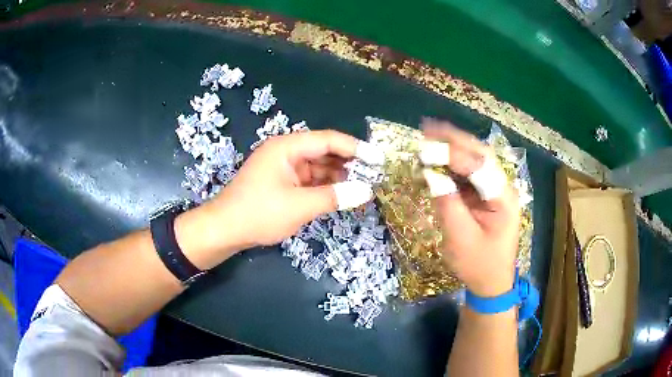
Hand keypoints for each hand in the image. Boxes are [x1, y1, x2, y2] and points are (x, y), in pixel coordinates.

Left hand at [202, 130, 377, 250]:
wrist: (225, 230)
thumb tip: (366, 192)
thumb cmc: (259, 213)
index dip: (356, 148)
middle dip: (349, 164)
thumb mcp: (299, 206)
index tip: (379, 159)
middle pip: (324, 152)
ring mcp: (284, 168)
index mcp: (287, 147)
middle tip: (374, 177)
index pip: (328, 140)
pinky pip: (309, 180)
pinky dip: (325, 188)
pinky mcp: (283, 183)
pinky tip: (342, 196)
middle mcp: (286, 152)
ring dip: (338, 177)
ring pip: (318, 167)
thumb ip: (334, 197)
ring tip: (363, 189)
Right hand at [420, 119, 519, 296]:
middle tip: (428, 128)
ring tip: (429, 139)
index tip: (427, 146)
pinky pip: (469, 175)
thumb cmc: (479, 265)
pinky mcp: (485, 197)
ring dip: (453, 149)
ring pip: (475, 161)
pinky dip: (452, 166)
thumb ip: (448, 205)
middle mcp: (503, 188)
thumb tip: (430, 175)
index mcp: (504, 199)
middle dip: (455, 140)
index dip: (453, 154)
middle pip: (480, 155)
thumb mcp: (461, 239)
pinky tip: (437, 160)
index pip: (479, 166)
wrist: (492, 283)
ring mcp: (495, 191)